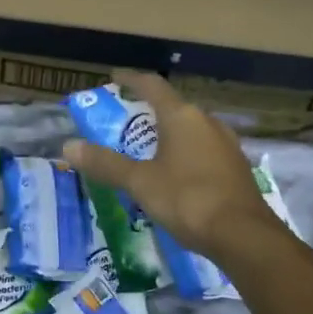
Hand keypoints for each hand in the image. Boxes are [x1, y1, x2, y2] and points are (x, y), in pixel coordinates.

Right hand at [61, 71, 288, 259]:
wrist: (244, 236)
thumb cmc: (187, 199)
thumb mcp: (140, 182)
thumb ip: (106, 163)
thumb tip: (68, 146)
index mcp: (182, 116)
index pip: (152, 86)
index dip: (131, 79)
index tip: (114, 77)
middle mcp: (207, 121)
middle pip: (173, 107)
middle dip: (148, 111)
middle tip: (125, 122)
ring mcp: (226, 144)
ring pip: (190, 129)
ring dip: (168, 134)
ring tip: (148, 149)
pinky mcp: (235, 167)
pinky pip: (203, 149)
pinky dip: (185, 153)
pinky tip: (176, 173)